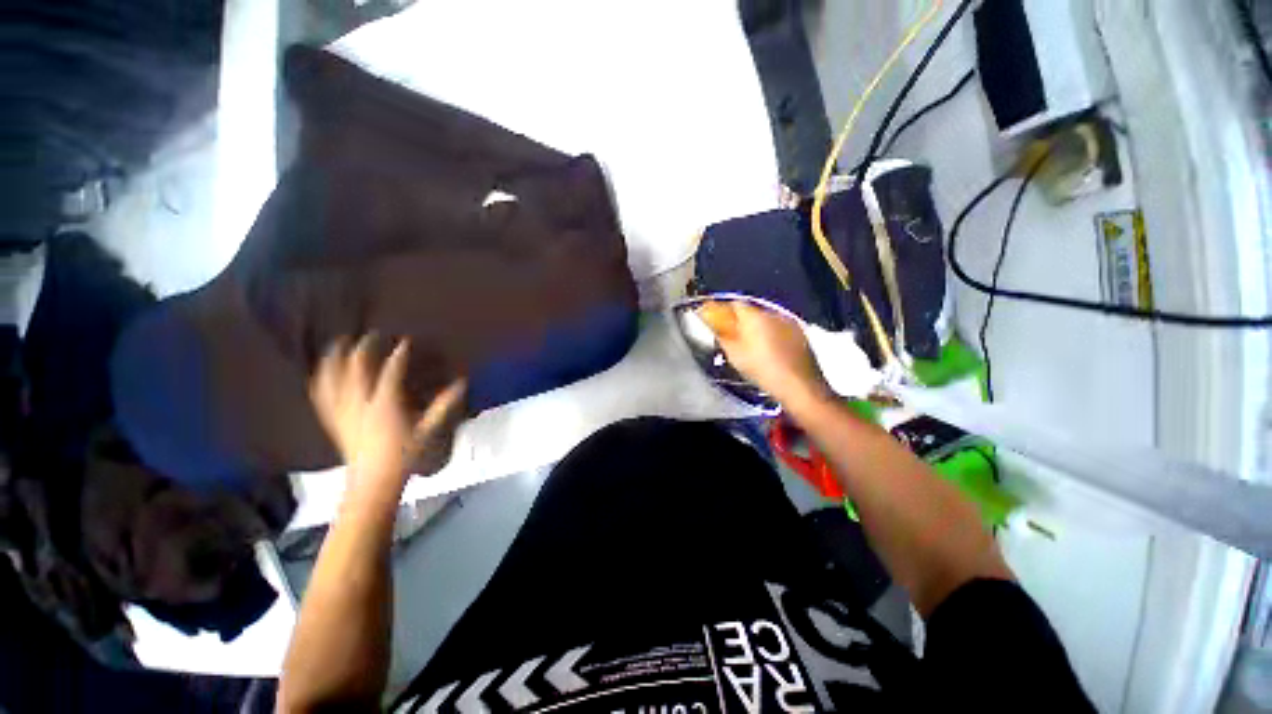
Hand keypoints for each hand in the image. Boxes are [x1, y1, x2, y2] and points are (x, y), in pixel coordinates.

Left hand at [310, 335, 465, 494]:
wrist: (373, 481)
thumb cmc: (404, 455)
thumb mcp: (428, 430)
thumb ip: (444, 406)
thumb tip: (462, 384)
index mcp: (386, 404)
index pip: (391, 372)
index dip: (399, 355)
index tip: (406, 341)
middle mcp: (360, 403)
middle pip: (357, 368)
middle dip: (364, 349)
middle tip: (372, 336)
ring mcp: (343, 411)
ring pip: (333, 378)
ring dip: (335, 359)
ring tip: (338, 343)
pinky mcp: (333, 420)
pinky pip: (322, 395)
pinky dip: (321, 379)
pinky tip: (321, 371)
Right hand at [696, 301, 830, 406]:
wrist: (798, 385)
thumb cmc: (763, 370)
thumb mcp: (734, 355)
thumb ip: (722, 336)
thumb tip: (714, 326)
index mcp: (754, 316)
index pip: (735, 304)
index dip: (724, 311)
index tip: (718, 321)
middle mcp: (773, 313)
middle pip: (751, 311)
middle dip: (740, 321)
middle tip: (732, 335)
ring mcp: (789, 322)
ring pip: (767, 319)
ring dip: (757, 327)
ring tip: (751, 345)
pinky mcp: (800, 333)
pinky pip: (780, 328)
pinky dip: (771, 334)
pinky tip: (769, 350)